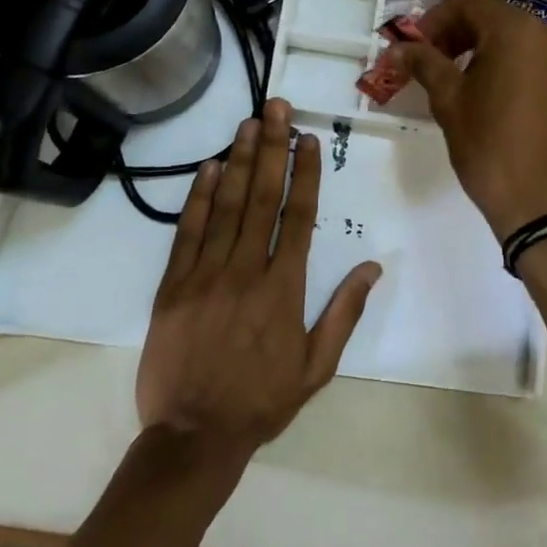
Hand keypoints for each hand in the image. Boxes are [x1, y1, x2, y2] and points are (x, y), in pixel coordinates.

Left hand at [136, 99, 381, 462]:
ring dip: (237, 161)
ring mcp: (205, 275)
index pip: (299, 216)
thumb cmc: (261, 401)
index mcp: (284, 288)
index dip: (304, 173)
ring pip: (225, 206)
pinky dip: (198, 198)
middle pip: (262, 198)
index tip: (307, 138)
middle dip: (271, 148)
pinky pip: (187, 233)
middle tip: (276, 108)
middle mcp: (246, 271)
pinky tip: (207, 168)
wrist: (193, 438)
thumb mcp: (317, 367)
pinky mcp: (173, 287)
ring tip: (248, 123)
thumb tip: (373, 266)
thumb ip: (345, 313)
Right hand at [381, 0, 546, 240]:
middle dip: (459, 32)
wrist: (541, 204)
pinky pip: (537, 62)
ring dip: (484, 49)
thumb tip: (399, 47)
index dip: (436, 18)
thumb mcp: (449, 100)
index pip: (469, 2)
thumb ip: (424, 63)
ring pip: (518, 39)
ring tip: (459, 79)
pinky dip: (511, 66)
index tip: (416, 45)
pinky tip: (493, 97)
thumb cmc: (489, 145)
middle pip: (495, 17)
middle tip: (431, 60)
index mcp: (517, 30)